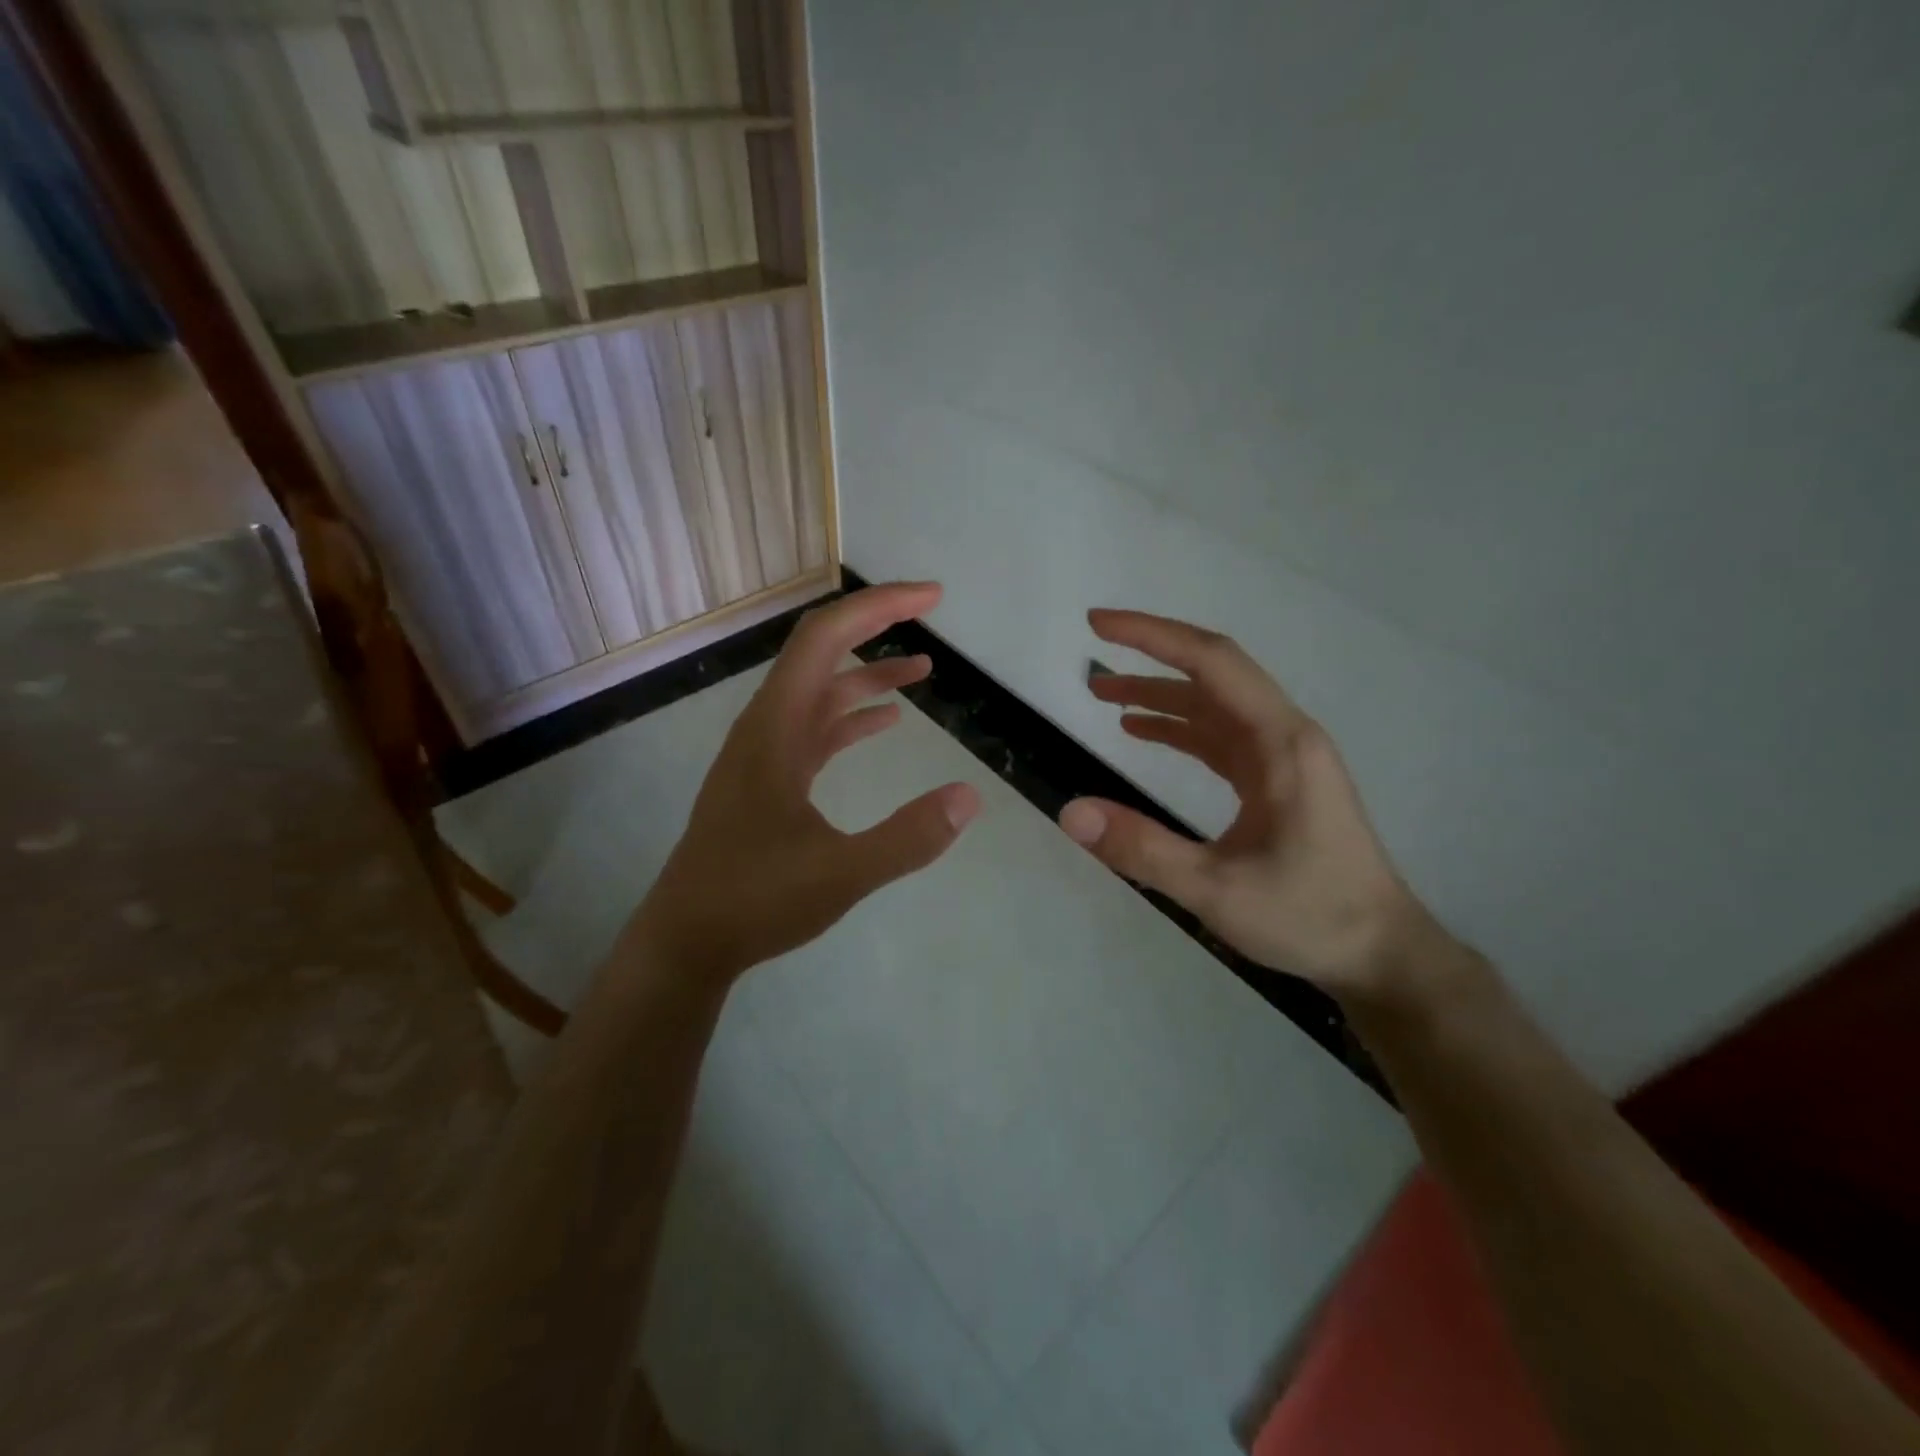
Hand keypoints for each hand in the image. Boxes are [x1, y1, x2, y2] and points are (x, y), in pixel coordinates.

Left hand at [627, 582, 980, 981]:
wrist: (688, 940)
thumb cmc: (755, 901)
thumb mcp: (840, 874)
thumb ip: (907, 838)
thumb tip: (969, 797)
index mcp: (775, 729)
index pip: (824, 639)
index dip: (877, 607)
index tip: (931, 599)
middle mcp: (766, 727)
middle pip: (821, 652)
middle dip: (876, 624)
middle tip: (931, 612)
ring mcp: (766, 753)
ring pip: (820, 692)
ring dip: (869, 673)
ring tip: (924, 668)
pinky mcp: (770, 779)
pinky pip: (816, 729)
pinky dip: (853, 716)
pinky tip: (887, 723)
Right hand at [1059, 609, 1434, 999]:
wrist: (1380, 952)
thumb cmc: (1309, 916)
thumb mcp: (1217, 890)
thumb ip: (1142, 849)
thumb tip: (1070, 812)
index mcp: (1280, 743)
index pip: (1212, 663)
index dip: (1153, 636)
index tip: (1099, 625)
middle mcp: (1284, 735)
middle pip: (1213, 674)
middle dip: (1150, 659)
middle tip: (1092, 659)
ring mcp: (1282, 756)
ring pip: (1214, 706)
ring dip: (1160, 695)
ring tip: (1103, 696)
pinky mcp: (1276, 779)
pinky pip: (1220, 737)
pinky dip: (1178, 728)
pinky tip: (1143, 732)